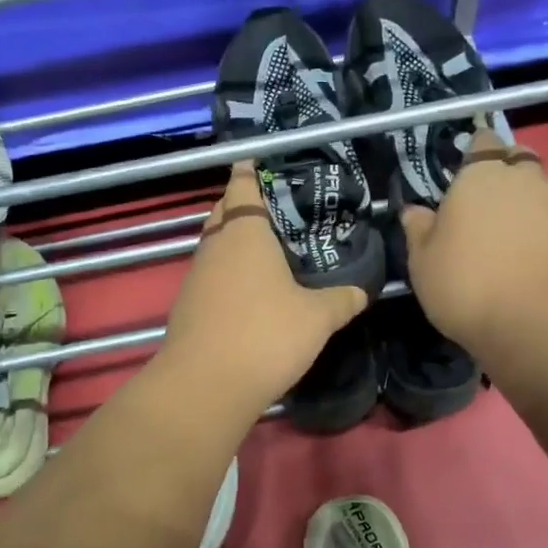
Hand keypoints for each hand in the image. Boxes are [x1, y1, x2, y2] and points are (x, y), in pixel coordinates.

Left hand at [158, 164, 368, 417]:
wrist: (206, 386)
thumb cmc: (265, 335)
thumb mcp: (317, 318)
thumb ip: (340, 300)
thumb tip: (360, 293)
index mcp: (244, 233)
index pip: (243, 187)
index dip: (250, 172)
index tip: (257, 162)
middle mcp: (214, 247)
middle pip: (223, 213)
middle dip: (240, 205)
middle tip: (272, 208)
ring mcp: (195, 278)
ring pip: (213, 246)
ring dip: (232, 242)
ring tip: (264, 249)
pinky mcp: (187, 307)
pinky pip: (209, 276)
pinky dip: (226, 273)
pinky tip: (247, 290)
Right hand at [398, 129, 547, 357]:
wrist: (537, 320)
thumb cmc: (465, 281)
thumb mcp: (422, 260)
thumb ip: (419, 229)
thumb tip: (414, 211)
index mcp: (481, 174)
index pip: (482, 143)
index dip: (472, 155)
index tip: (458, 176)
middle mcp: (523, 179)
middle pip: (516, 162)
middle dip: (502, 174)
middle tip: (480, 205)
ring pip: (535, 193)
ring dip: (520, 207)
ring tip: (498, 239)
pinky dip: (536, 234)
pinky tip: (519, 260)